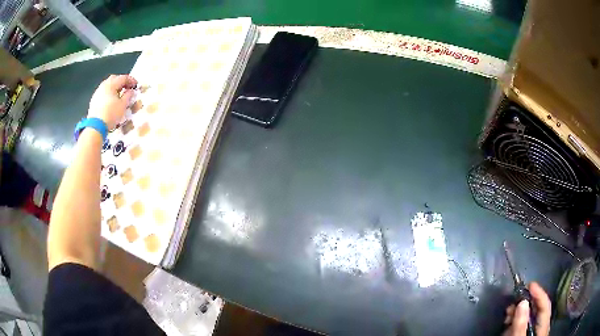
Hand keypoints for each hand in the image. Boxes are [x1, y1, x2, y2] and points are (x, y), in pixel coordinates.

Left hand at [88, 75, 136, 129]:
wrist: (95, 127)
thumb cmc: (111, 114)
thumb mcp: (123, 105)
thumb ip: (128, 96)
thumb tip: (130, 91)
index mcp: (111, 84)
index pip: (123, 78)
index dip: (131, 80)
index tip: (136, 85)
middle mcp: (103, 85)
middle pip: (114, 79)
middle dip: (122, 82)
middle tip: (127, 88)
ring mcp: (97, 93)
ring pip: (108, 86)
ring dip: (114, 88)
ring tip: (119, 95)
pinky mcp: (94, 101)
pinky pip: (103, 93)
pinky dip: (109, 94)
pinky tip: (111, 101)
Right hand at [503, 282, 551, 335]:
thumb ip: (521, 325)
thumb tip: (522, 301)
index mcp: (543, 328)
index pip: (545, 305)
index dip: (539, 293)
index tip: (530, 284)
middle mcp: (541, 328)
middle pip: (538, 310)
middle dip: (526, 303)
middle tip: (514, 301)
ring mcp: (534, 333)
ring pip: (530, 317)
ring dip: (520, 312)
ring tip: (508, 313)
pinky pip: (524, 325)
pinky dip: (517, 322)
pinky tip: (509, 323)